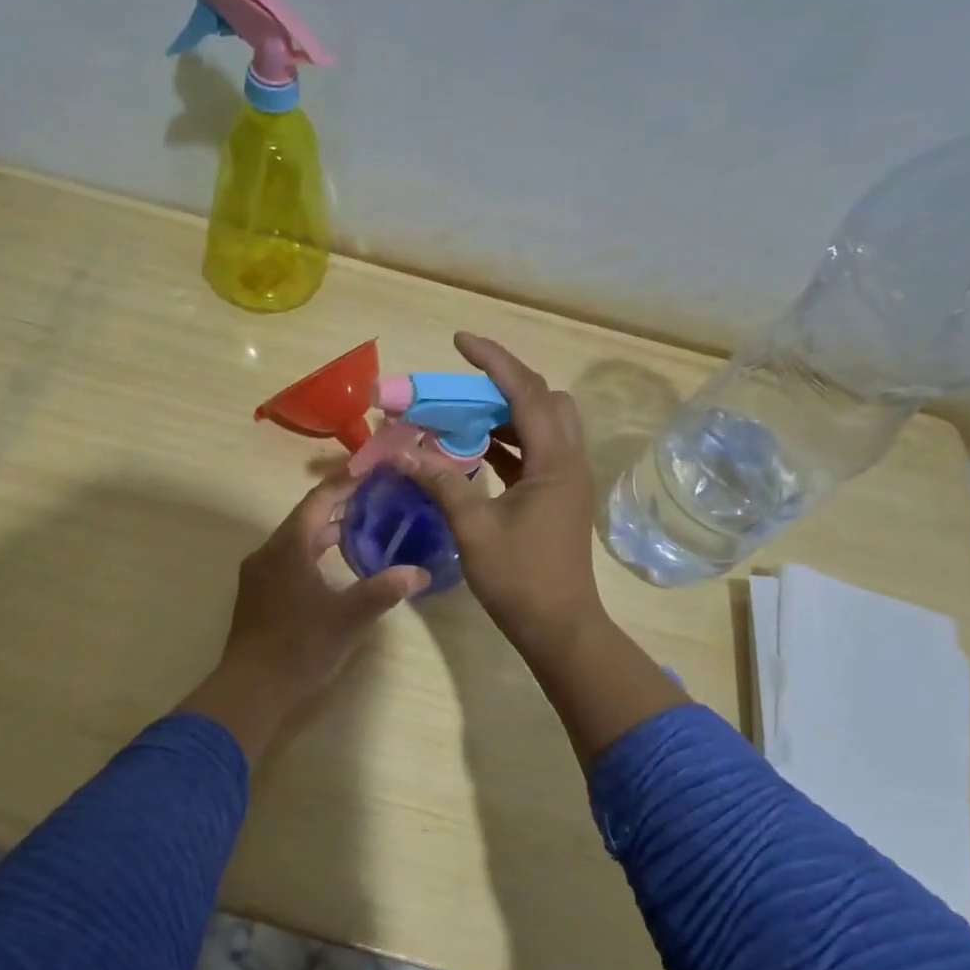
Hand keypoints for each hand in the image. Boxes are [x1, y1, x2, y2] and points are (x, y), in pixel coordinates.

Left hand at [179, 474, 428, 762]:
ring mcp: (259, 573)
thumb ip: (384, 590)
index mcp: (289, 546)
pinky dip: (313, 552)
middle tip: (374, 497)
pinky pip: (288, 558)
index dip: (345, 481)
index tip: (370, 468)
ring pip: (296, 539)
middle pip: (306, 516)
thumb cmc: (300, 647)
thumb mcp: (348, 618)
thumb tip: (419, 572)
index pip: (320, 500)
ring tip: (361, 529)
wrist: (250, 689)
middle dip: (339, 505)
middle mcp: (269, 551)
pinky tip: (334, 567)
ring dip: (326, 531)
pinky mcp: (257, 593)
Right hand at [395, 333, 605, 663]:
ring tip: (461, 414)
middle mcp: (568, 460)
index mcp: (555, 461)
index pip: (526, 392)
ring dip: (504, 414)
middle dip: (505, 383)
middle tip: (463, 385)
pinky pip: (534, 452)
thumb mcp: (473, 528)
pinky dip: (506, 442)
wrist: (560, 628)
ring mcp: (566, 479)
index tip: (460, 341)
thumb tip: (401, 453)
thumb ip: (440, 482)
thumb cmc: (520, 578)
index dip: (493, 361)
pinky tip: (473, 450)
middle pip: (545, 400)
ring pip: (541, 426)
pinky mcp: (557, 497)